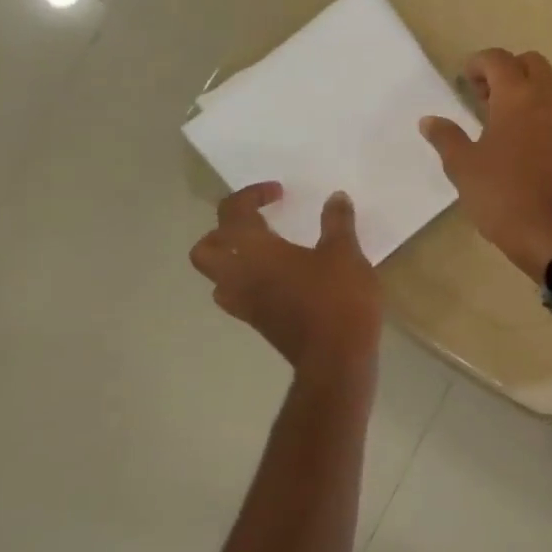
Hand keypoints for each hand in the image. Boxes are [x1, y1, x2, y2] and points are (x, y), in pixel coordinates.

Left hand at [189, 184, 381, 366]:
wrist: (336, 358)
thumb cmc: (337, 298)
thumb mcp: (345, 252)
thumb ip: (337, 222)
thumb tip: (335, 198)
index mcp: (253, 249)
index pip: (233, 211)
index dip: (252, 195)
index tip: (280, 193)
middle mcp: (238, 275)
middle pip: (207, 248)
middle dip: (226, 231)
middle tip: (258, 224)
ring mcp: (244, 303)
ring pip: (218, 276)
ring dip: (234, 259)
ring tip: (267, 252)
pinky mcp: (258, 323)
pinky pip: (239, 295)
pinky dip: (251, 282)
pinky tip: (282, 280)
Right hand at [420, 49, 551, 281]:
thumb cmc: (504, 195)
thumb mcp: (464, 168)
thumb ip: (446, 138)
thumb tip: (430, 121)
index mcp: (518, 97)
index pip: (499, 59)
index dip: (478, 64)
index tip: (462, 82)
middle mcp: (548, 100)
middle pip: (531, 64)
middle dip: (506, 70)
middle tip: (482, 97)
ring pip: (548, 87)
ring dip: (525, 91)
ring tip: (498, 121)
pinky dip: (539, 113)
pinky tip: (520, 142)